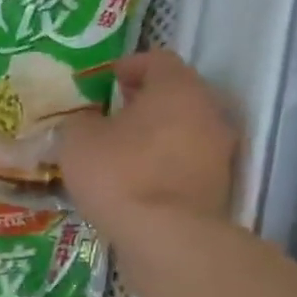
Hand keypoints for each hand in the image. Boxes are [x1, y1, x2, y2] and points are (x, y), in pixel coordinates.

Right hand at [59, 50, 237, 230]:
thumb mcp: (78, 141)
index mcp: (177, 88)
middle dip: (145, 102)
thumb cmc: (119, 174)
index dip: (130, 65)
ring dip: (156, 136)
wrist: (165, 237)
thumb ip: (81, 122)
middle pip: (176, 95)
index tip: (107, 78)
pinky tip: (137, 182)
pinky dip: (164, 166)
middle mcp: (208, 111)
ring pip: (184, 131)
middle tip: (114, 115)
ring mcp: (219, 151)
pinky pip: (185, 165)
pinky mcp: (218, 187)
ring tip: (122, 153)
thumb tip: (87, 122)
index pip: (157, 60)